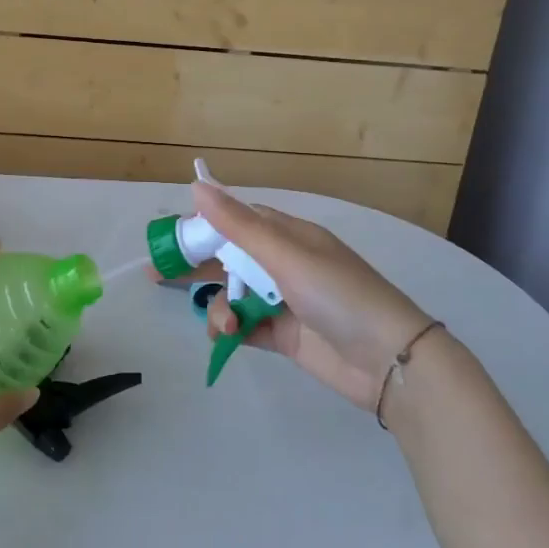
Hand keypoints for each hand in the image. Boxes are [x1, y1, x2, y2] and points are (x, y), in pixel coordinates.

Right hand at [174, 183, 435, 406]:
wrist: (388, 361)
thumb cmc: (338, 295)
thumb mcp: (287, 255)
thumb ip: (239, 226)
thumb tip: (198, 186)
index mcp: (290, 236)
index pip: (238, 221)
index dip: (205, 225)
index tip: (173, 235)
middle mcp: (286, 264)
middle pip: (231, 258)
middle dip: (198, 266)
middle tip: (159, 276)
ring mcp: (285, 301)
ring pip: (235, 295)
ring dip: (220, 306)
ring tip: (224, 325)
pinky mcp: (285, 335)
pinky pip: (247, 325)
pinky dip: (232, 330)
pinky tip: (226, 337)